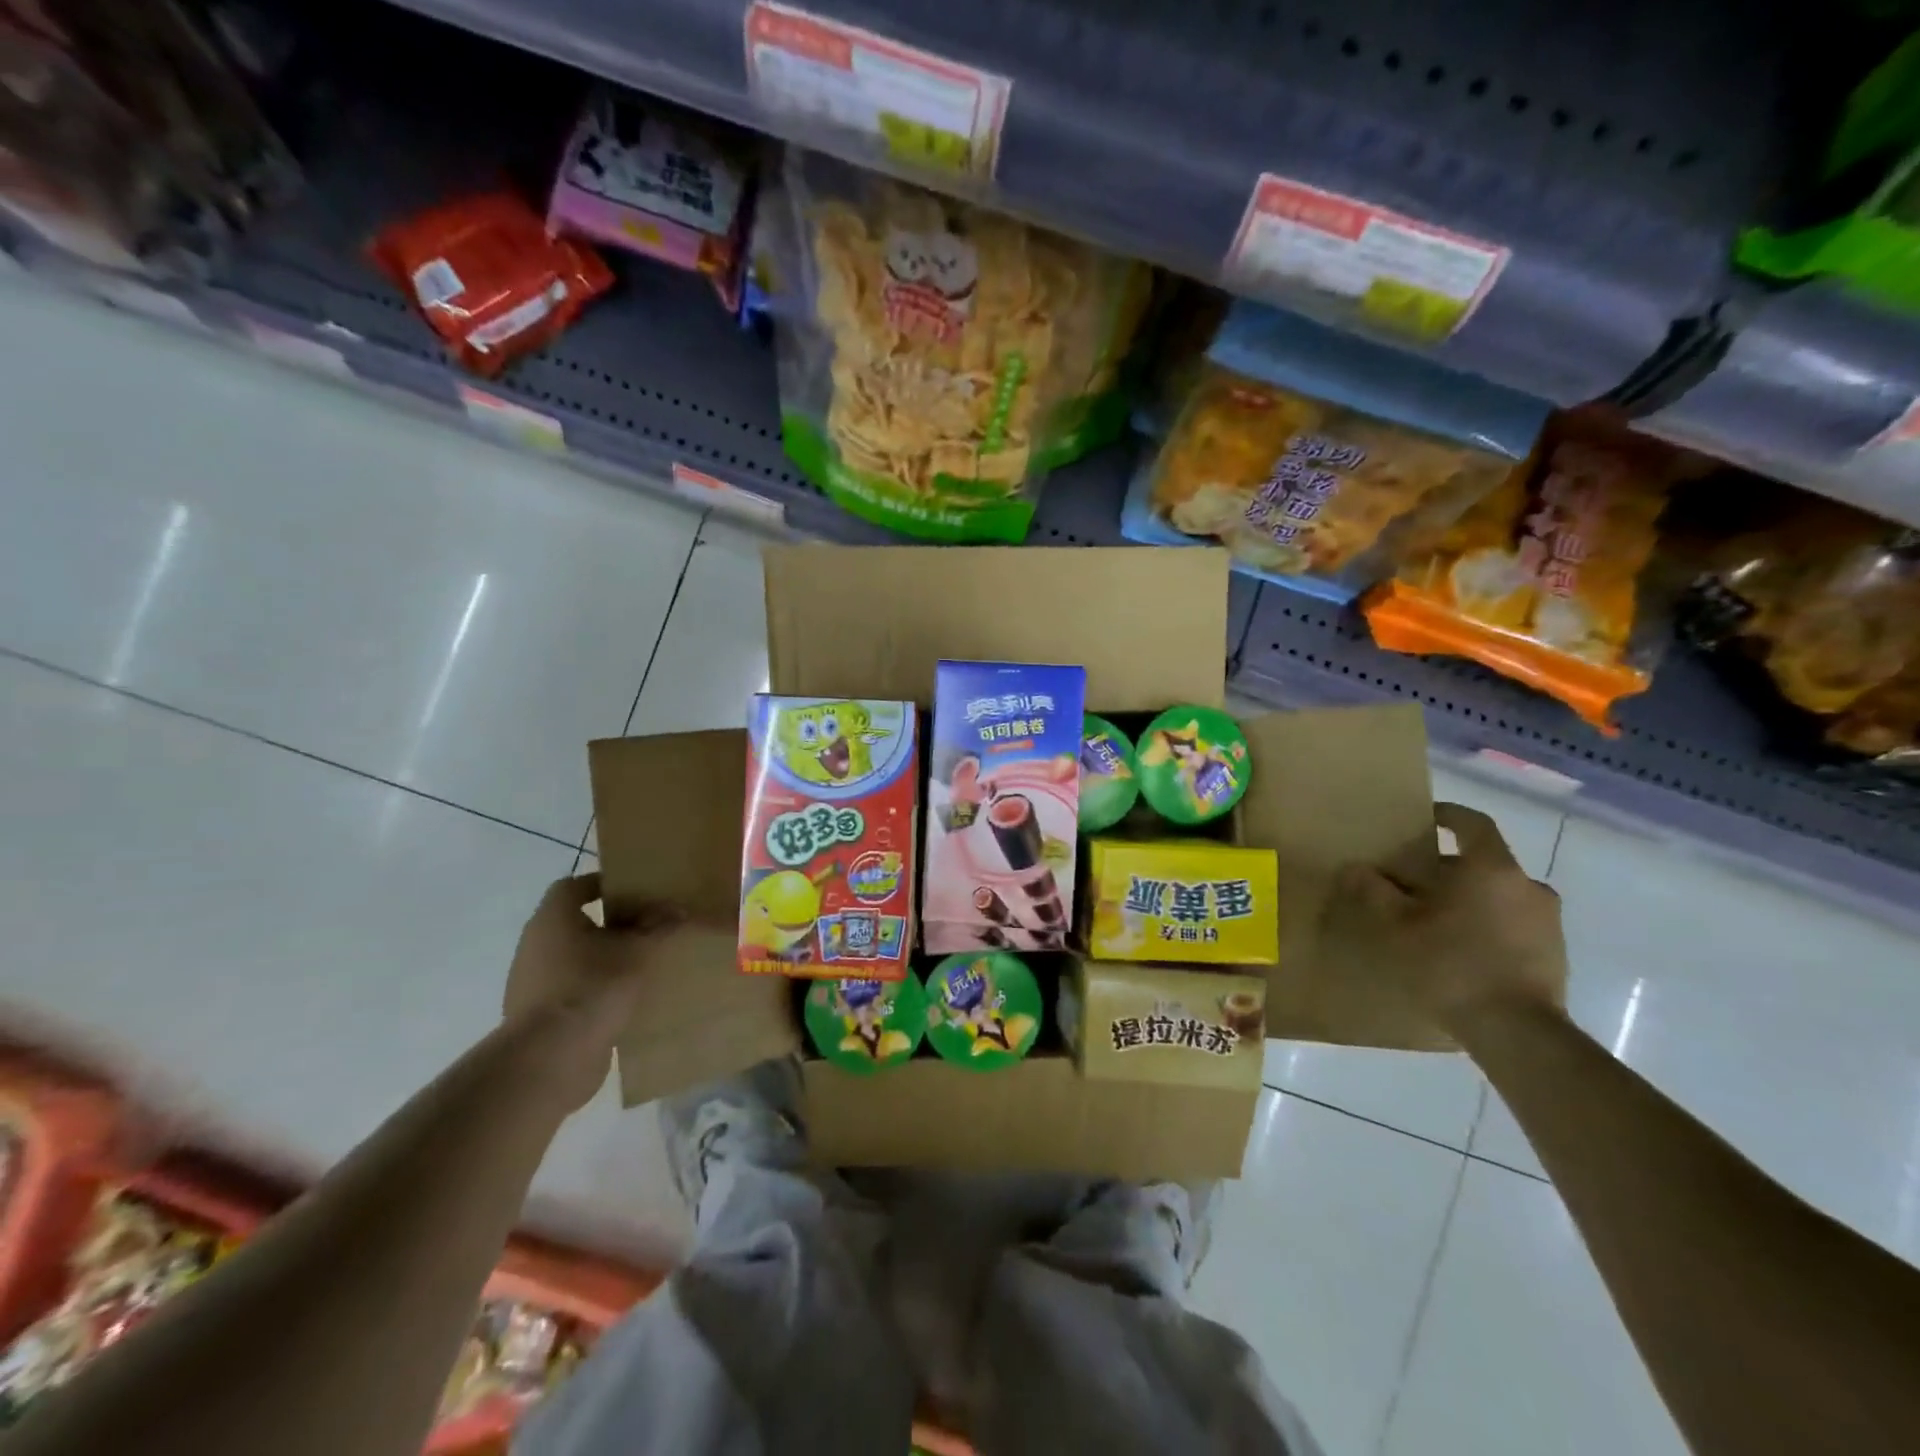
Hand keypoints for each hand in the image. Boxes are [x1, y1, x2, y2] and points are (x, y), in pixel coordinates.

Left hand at [502, 874, 680, 1111]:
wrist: (550, 1059)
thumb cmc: (592, 987)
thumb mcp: (638, 951)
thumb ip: (659, 927)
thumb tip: (678, 909)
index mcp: (553, 919)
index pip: (573, 887)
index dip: (603, 884)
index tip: (636, 891)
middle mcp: (536, 945)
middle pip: (576, 923)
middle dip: (611, 923)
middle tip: (648, 925)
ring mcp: (533, 983)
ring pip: (576, 958)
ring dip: (605, 958)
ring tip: (643, 963)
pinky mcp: (540, 1016)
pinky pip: (573, 990)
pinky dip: (597, 989)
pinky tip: (627, 998)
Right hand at [1324, 802, 1568, 1033]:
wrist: (1517, 1032)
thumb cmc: (1452, 964)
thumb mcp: (1397, 926)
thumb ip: (1374, 891)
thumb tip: (1354, 867)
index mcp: (1492, 869)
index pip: (1473, 823)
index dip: (1447, 815)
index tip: (1425, 819)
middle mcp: (1527, 885)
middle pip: (1485, 862)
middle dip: (1451, 867)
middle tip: (1416, 882)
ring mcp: (1548, 921)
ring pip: (1501, 894)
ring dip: (1471, 898)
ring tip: (1437, 919)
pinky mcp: (1555, 953)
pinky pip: (1515, 923)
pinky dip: (1489, 924)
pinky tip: (1463, 950)